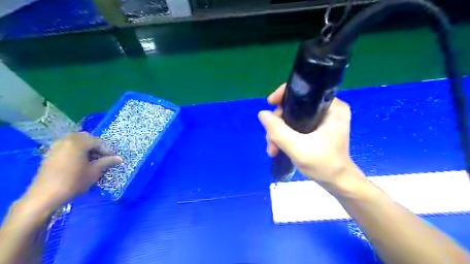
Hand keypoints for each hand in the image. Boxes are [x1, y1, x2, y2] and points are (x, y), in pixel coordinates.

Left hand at [25, 133, 120, 209]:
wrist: (45, 196)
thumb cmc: (73, 182)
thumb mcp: (94, 172)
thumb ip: (107, 162)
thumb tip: (120, 158)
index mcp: (78, 143)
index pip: (98, 141)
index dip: (107, 149)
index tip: (114, 158)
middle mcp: (66, 140)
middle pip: (86, 138)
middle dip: (96, 145)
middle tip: (103, 156)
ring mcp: (56, 146)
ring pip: (76, 140)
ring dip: (86, 147)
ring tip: (93, 158)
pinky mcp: (51, 153)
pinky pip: (68, 145)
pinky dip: (77, 149)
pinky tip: (81, 160)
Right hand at [256, 84, 359, 185]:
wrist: (336, 182)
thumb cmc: (323, 165)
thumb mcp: (297, 148)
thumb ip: (278, 131)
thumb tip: (262, 113)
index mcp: (332, 107)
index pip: (305, 91)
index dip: (284, 94)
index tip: (270, 103)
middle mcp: (329, 109)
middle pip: (295, 106)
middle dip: (278, 122)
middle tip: (270, 140)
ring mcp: (322, 119)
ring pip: (292, 117)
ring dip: (279, 132)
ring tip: (272, 149)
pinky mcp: (317, 128)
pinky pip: (295, 125)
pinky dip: (285, 135)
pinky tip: (277, 147)